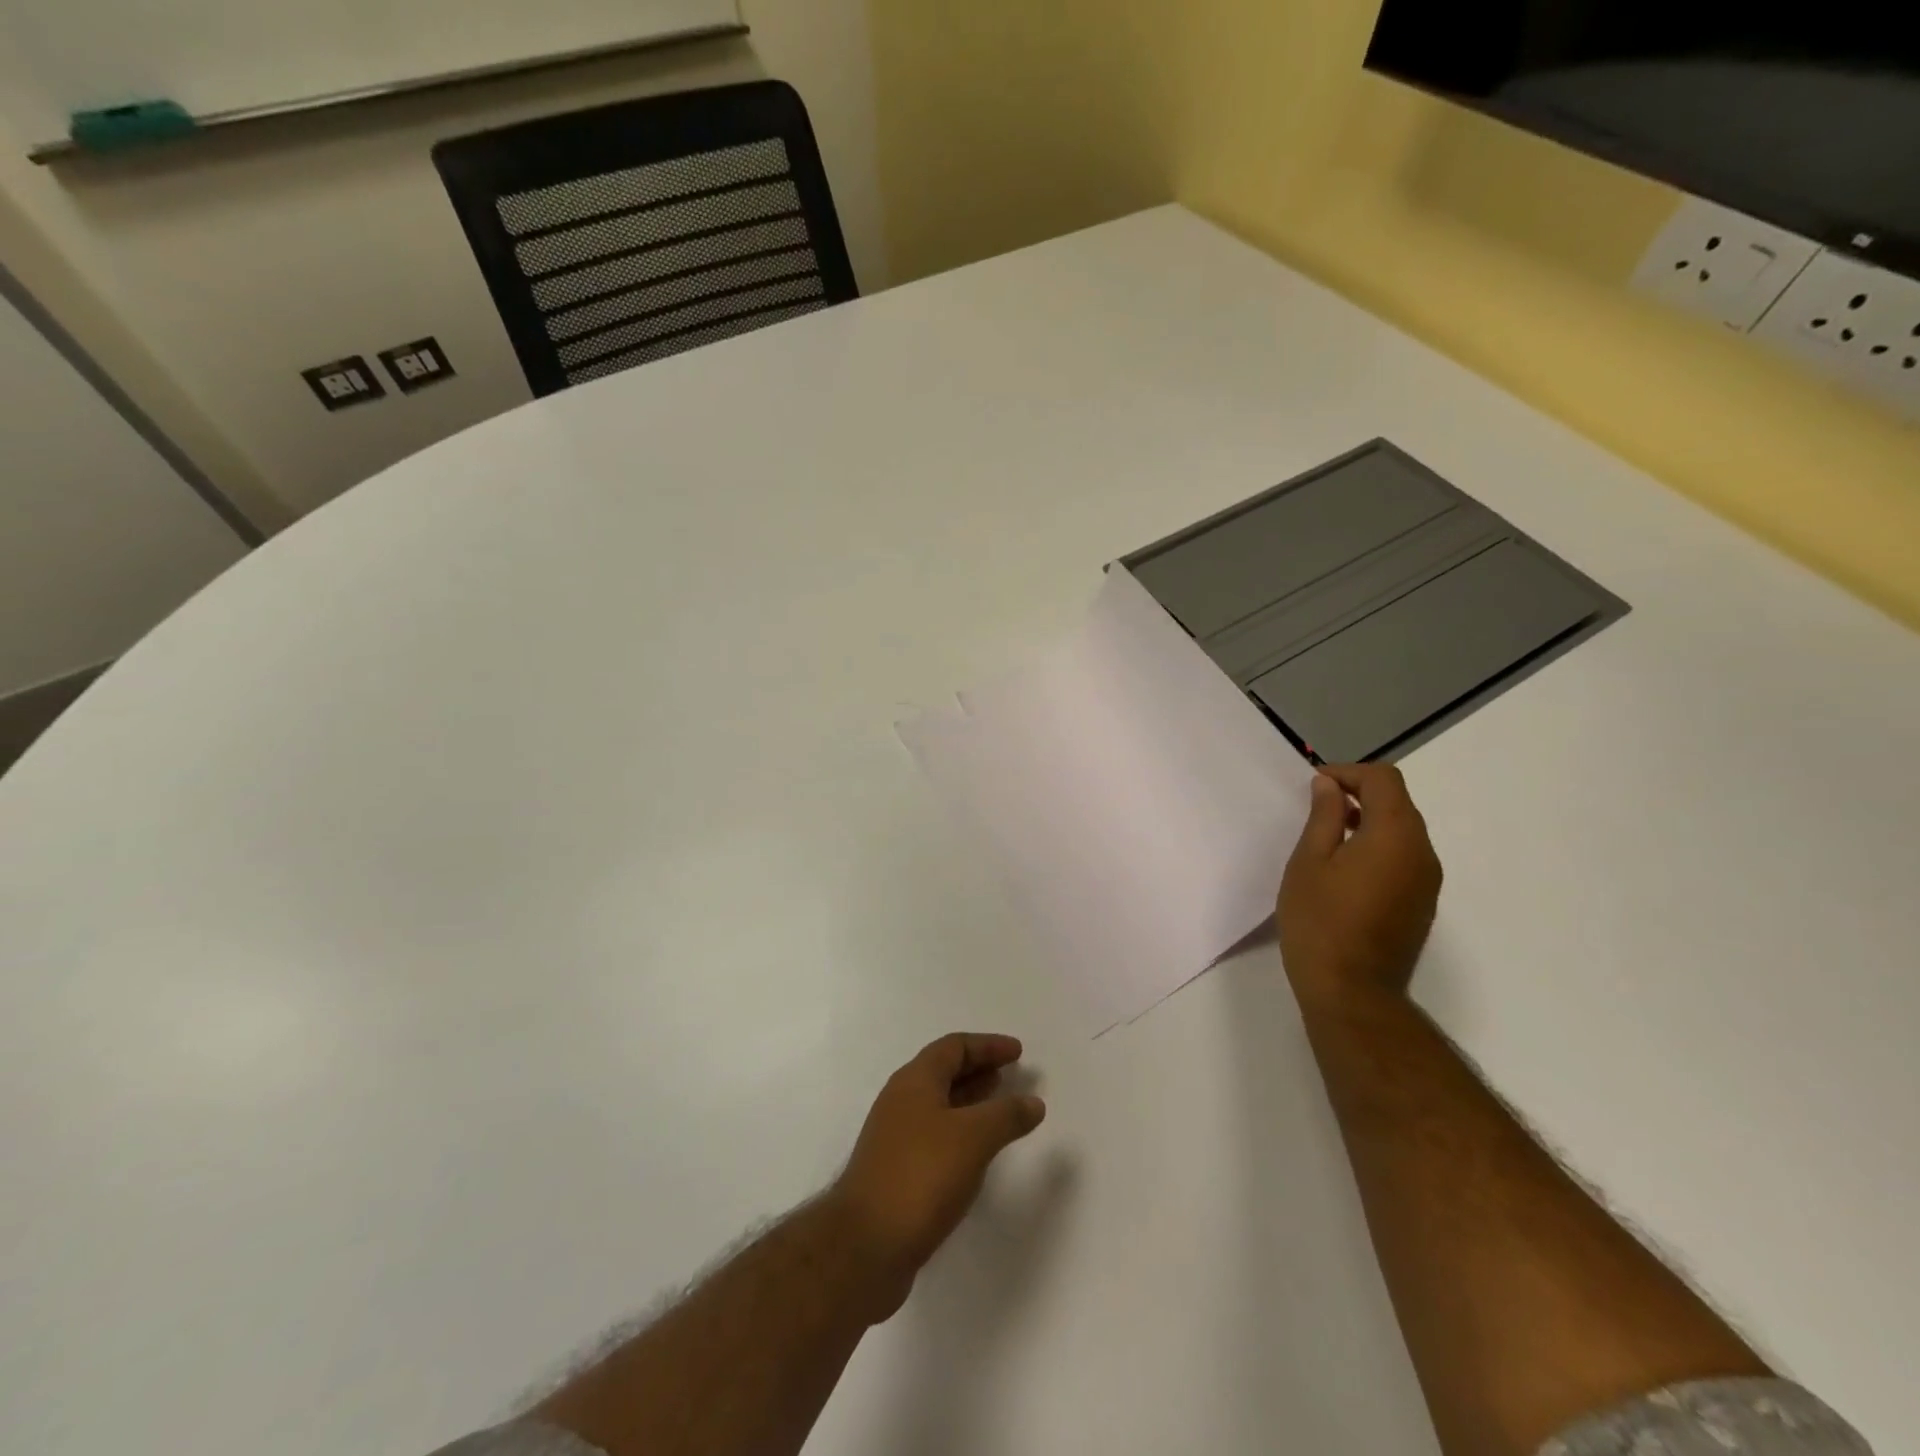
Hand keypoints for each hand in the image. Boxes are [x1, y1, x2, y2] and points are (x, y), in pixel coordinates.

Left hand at [829, 1033, 1045, 1321]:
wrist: (865, 1246)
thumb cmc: (921, 1175)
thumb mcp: (973, 1138)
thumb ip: (1006, 1116)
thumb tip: (1033, 1102)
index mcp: (914, 1081)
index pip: (953, 1047)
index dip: (987, 1045)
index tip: (1018, 1051)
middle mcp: (901, 1101)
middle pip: (944, 1072)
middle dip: (979, 1070)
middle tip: (1012, 1075)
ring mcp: (895, 1137)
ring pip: (939, 1105)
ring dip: (971, 1102)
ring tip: (1000, 1108)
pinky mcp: (896, 1172)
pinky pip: (935, 1136)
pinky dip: (961, 1133)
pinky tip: (977, 1153)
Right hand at [1278, 764, 1442, 1013]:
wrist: (1352, 991)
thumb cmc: (1320, 920)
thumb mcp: (1309, 861)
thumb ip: (1324, 816)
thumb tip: (1330, 785)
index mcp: (1396, 835)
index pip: (1384, 780)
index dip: (1348, 772)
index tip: (1315, 784)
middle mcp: (1422, 852)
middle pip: (1398, 803)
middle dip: (1359, 794)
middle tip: (1316, 806)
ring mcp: (1427, 881)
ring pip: (1402, 831)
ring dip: (1369, 821)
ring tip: (1327, 836)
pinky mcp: (1422, 904)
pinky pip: (1404, 857)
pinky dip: (1378, 846)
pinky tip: (1345, 868)